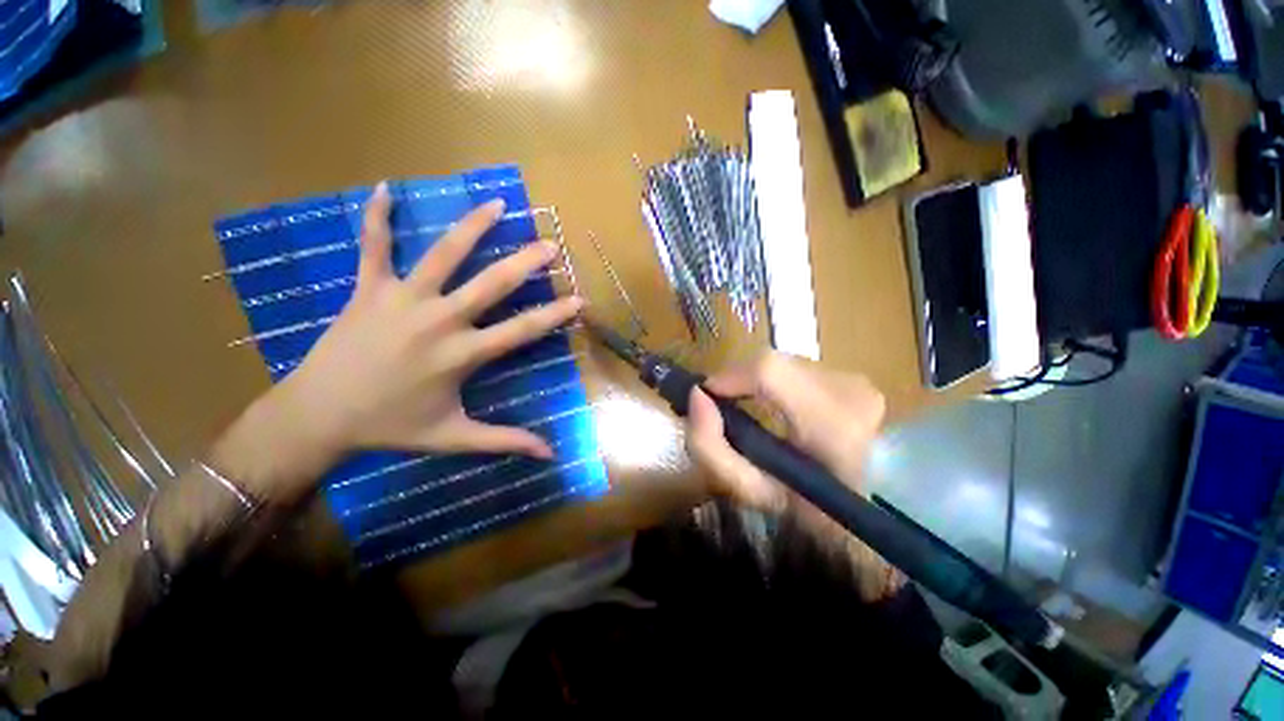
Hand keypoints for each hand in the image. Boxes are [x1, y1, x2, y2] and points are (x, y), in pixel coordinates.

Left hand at [269, 182, 582, 464]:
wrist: (319, 416)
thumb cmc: (392, 427)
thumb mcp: (454, 437)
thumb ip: (504, 441)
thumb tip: (549, 453)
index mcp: (462, 354)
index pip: (522, 330)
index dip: (555, 314)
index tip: (579, 299)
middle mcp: (439, 320)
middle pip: (491, 283)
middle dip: (525, 262)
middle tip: (550, 244)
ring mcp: (401, 299)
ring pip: (443, 254)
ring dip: (472, 226)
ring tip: (497, 203)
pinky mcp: (368, 289)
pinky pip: (373, 246)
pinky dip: (377, 217)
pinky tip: (384, 188)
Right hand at [685, 352, 885, 510]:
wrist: (875, 514)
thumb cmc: (811, 514)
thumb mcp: (754, 492)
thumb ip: (712, 447)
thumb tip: (696, 397)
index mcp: (834, 425)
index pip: (770, 371)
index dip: (729, 376)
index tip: (705, 397)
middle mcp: (851, 389)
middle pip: (771, 363)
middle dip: (737, 382)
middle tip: (725, 408)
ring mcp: (856, 381)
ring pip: (781, 364)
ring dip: (755, 382)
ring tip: (751, 409)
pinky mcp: (855, 378)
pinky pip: (796, 370)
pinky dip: (774, 384)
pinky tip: (775, 407)